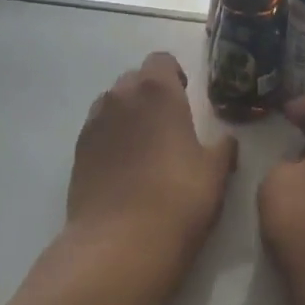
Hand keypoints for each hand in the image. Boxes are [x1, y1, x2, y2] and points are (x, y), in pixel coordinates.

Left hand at [66, 52, 237, 298]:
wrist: (119, 244)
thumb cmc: (178, 199)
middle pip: (135, 79)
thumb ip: (223, 148)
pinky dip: (111, 139)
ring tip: (145, 147)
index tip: (186, 96)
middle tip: (169, 124)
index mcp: (157, 90)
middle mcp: (120, 97)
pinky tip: (125, 169)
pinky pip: (98, 131)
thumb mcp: (215, 173)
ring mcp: (94, 123)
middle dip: (151, 93)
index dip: (174, 75)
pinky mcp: (77, 152)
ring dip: (128, 114)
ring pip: (113, 104)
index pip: (161, 60)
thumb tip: (226, 141)